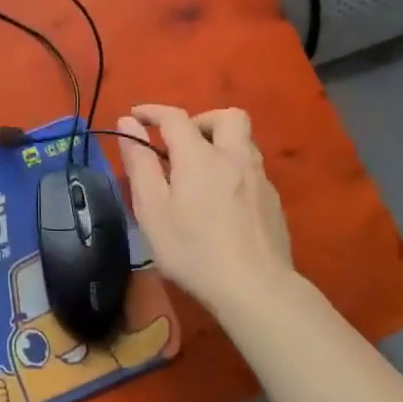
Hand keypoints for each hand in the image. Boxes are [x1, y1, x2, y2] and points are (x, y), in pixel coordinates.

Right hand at [113, 104, 292, 312]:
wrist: (256, 290)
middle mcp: (235, 157)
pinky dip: (233, 172)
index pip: (175, 117)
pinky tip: (222, 203)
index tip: (136, 115)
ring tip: (199, 175)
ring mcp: (260, 180)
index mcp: (200, 155)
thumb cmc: (194, 249)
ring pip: (244, 143)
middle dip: (201, 120)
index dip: (152, 111)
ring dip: (220, 146)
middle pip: (227, 117)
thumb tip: (128, 123)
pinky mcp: (273, 203)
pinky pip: (252, 171)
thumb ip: (140, 162)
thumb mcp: (152, 209)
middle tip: (181, 145)